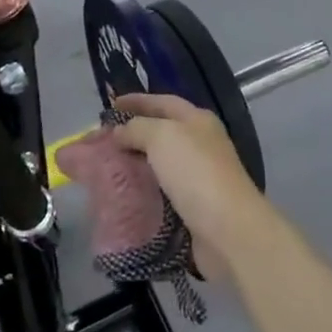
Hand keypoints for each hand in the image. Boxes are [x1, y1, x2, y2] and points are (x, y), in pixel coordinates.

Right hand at [112, 94, 273, 278]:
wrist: (228, 231)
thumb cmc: (195, 173)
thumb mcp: (162, 137)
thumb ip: (137, 128)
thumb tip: (120, 132)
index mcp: (198, 120)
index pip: (163, 102)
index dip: (137, 101)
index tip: (110, 105)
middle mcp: (201, 145)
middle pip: (161, 133)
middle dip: (133, 135)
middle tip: (103, 141)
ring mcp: (199, 178)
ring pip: (160, 165)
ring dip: (136, 166)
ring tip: (107, 170)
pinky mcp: (194, 208)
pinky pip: (162, 193)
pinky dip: (143, 193)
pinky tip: (124, 197)